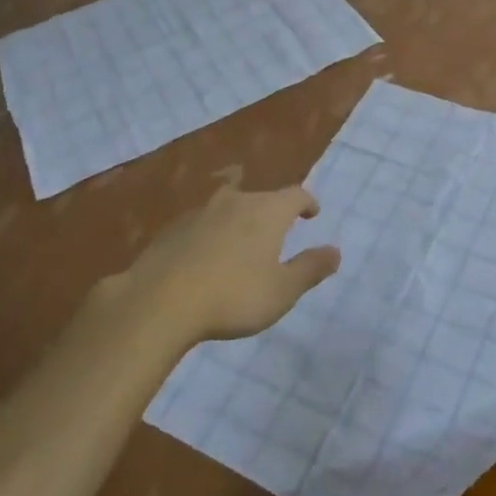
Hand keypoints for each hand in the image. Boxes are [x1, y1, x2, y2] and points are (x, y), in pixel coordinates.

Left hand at [120, 185, 339, 347]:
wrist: (159, 301)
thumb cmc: (233, 296)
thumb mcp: (281, 290)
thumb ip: (310, 269)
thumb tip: (336, 251)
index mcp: (268, 211)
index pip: (296, 194)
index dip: (307, 202)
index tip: (312, 212)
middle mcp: (237, 201)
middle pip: (261, 198)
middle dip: (273, 212)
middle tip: (277, 232)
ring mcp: (201, 211)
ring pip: (229, 207)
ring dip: (240, 221)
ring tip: (242, 243)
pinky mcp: (173, 229)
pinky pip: (202, 224)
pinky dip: (212, 234)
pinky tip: (206, 257)